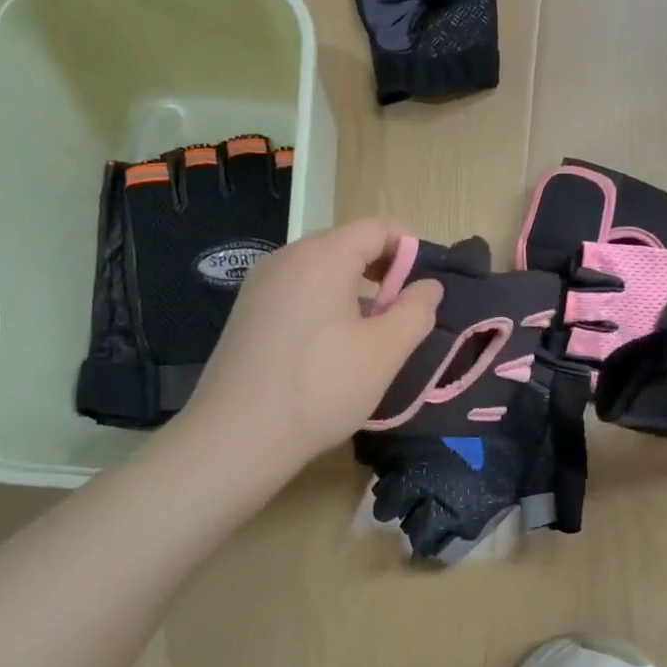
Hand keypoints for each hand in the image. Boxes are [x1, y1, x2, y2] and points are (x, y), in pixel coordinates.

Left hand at [176, 219, 441, 478]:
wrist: (236, 438)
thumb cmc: (321, 388)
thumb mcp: (385, 351)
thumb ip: (416, 311)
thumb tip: (429, 286)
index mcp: (321, 256)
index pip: (377, 228)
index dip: (412, 248)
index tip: (430, 285)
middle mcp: (286, 258)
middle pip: (348, 246)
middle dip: (385, 272)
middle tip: (406, 313)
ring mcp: (261, 286)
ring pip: (323, 272)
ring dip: (357, 292)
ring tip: (375, 334)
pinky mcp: (248, 313)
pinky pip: (299, 293)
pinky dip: (327, 306)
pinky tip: (335, 348)